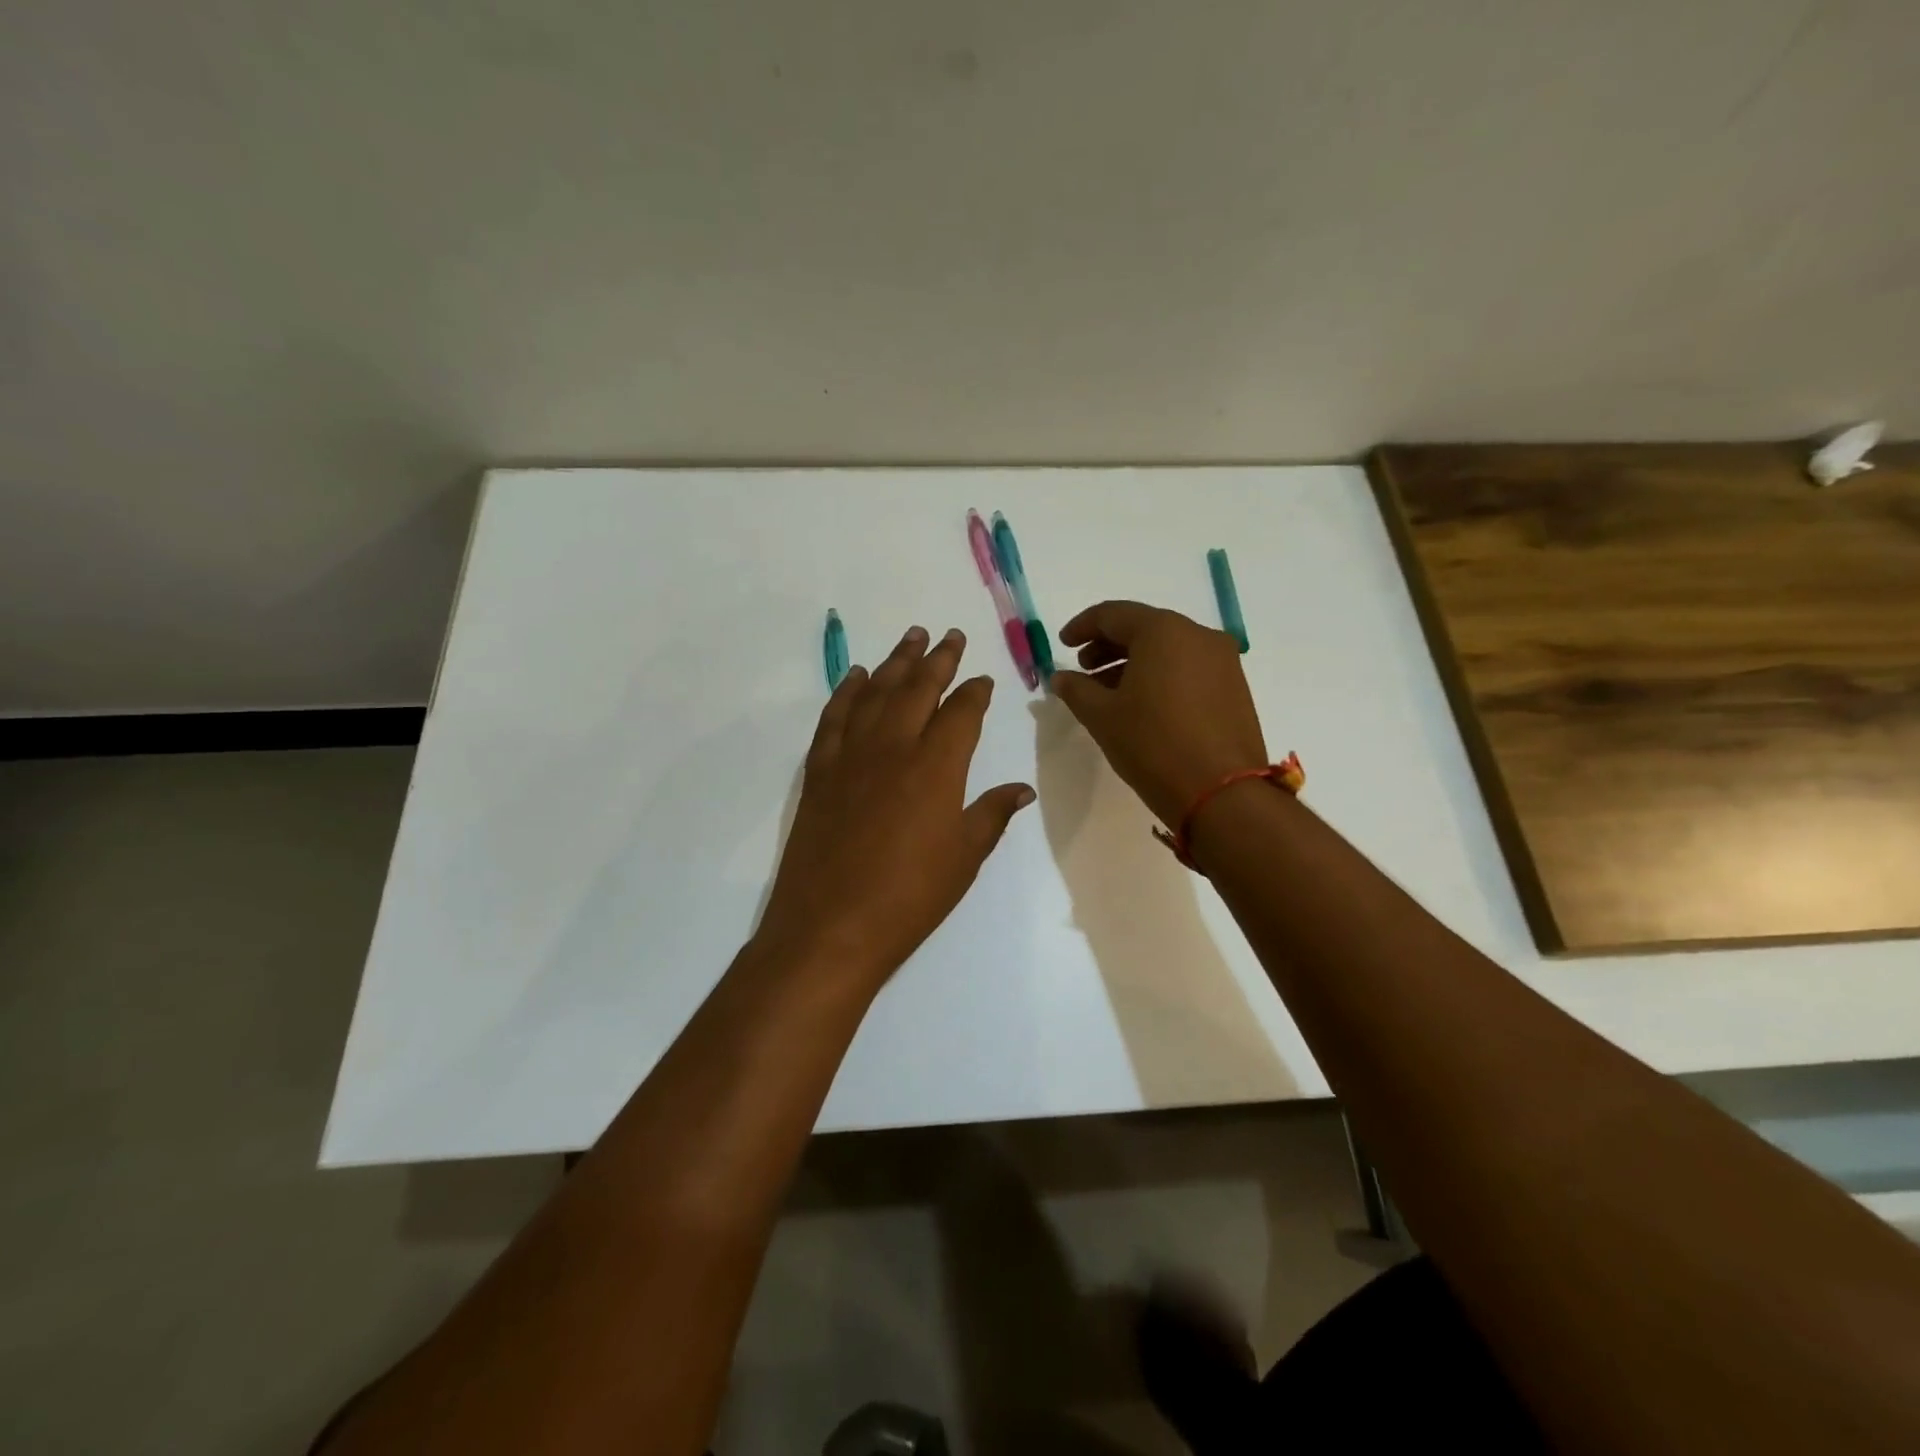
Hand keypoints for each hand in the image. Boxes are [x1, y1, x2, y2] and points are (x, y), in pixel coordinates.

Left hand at [755, 625, 1034, 985]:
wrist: (831, 927)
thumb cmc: (909, 897)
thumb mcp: (964, 858)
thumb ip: (991, 814)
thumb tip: (1021, 789)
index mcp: (937, 766)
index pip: (962, 713)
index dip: (975, 692)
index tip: (982, 679)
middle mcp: (893, 747)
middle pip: (918, 688)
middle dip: (937, 659)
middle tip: (949, 635)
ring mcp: (851, 756)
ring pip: (875, 693)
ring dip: (894, 662)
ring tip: (910, 637)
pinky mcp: (819, 771)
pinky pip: (834, 717)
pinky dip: (846, 691)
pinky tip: (854, 676)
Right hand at [1051, 602, 1268, 828]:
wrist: (1221, 793)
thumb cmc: (1152, 745)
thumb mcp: (1102, 716)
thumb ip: (1076, 689)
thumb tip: (1061, 677)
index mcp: (1163, 631)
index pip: (1113, 614)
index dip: (1082, 627)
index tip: (1062, 644)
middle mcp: (1198, 635)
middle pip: (1144, 628)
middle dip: (1108, 646)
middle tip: (1083, 669)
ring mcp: (1223, 661)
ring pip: (1168, 649)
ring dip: (1133, 663)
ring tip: (1108, 692)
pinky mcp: (1235, 687)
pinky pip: (1188, 668)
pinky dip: (1160, 676)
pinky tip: (1142, 704)